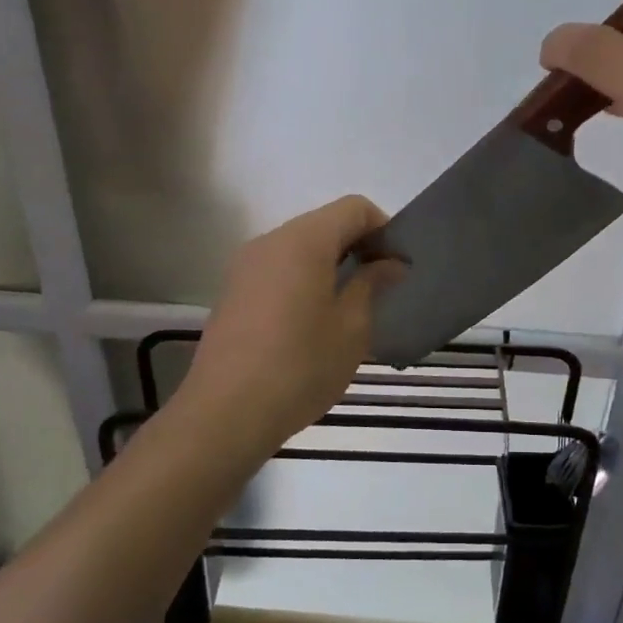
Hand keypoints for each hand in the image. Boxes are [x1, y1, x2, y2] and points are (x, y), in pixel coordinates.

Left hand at [178, 196, 402, 451]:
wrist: (225, 414)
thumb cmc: (300, 367)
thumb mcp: (351, 327)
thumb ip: (372, 284)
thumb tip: (390, 263)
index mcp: (303, 241)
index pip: (354, 208)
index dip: (384, 229)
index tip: (397, 266)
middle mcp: (271, 241)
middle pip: (325, 223)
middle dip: (358, 245)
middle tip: (381, 286)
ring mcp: (246, 265)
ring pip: (300, 246)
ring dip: (331, 263)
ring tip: (350, 306)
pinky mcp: (233, 291)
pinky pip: (279, 268)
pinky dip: (304, 278)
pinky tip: (314, 320)